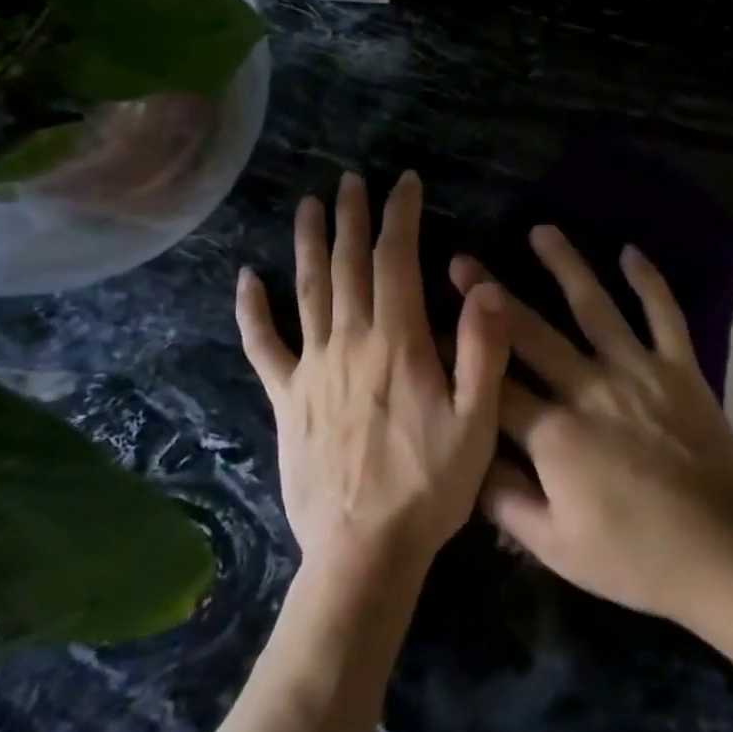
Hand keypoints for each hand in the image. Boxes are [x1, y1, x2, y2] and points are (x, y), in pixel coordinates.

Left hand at [237, 172, 509, 579]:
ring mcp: (312, 369)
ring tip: (308, 205)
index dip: (401, 216)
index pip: (397, 261)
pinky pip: (263, 347)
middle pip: (349, 265)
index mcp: (398, 342)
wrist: (364, 551)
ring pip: (308, 291)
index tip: (404, 183)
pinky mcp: (286, 399)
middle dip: (353, 217)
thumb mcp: (477, 422)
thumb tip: (485, 286)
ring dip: (310, 244)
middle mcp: (350, 342)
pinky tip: (246, 279)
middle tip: (351, 180)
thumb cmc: (430, 486)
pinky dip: (253, 311)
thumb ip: (481, 351)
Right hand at [450, 227, 732, 625]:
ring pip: (596, 307)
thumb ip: (504, 501)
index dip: (458, 354)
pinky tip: (630, 251)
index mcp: (554, 434)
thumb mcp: (555, 546)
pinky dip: (649, 281)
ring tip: (542, 230)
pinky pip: (664, 315)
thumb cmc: (633, 557)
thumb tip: (464, 459)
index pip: (493, 384)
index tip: (431, 324)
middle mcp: (590, 388)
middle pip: (532, 333)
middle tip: (463, 260)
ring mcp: (639, 372)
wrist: (722, 555)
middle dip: (492, 296)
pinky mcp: (681, 369)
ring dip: (566, 266)